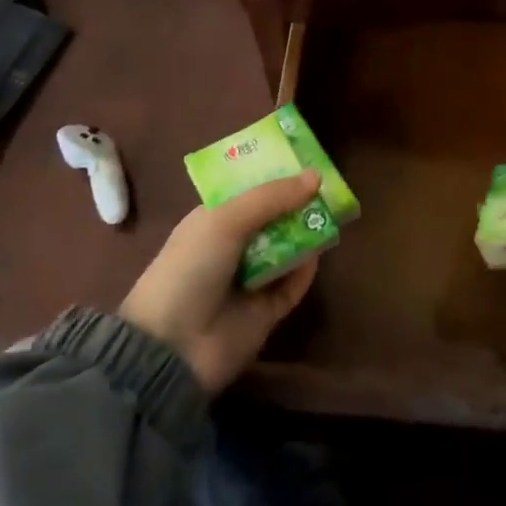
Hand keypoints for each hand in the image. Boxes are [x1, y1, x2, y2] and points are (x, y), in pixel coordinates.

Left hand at [119, 172, 321, 393]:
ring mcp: (249, 280)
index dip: (274, 174)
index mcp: (213, 220)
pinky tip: (320, 252)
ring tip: (334, 212)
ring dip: (306, 232)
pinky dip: (306, 269)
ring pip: (286, 249)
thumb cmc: (190, 268)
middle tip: (330, 185)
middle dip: (297, 202)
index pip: (248, 191)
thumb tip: (316, 176)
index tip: (306, 158)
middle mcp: (231, 246)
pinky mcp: (266, 311)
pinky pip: (293, 285)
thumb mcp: (225, 221)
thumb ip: (271, 197)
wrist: (172, 347)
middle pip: (272, 218)